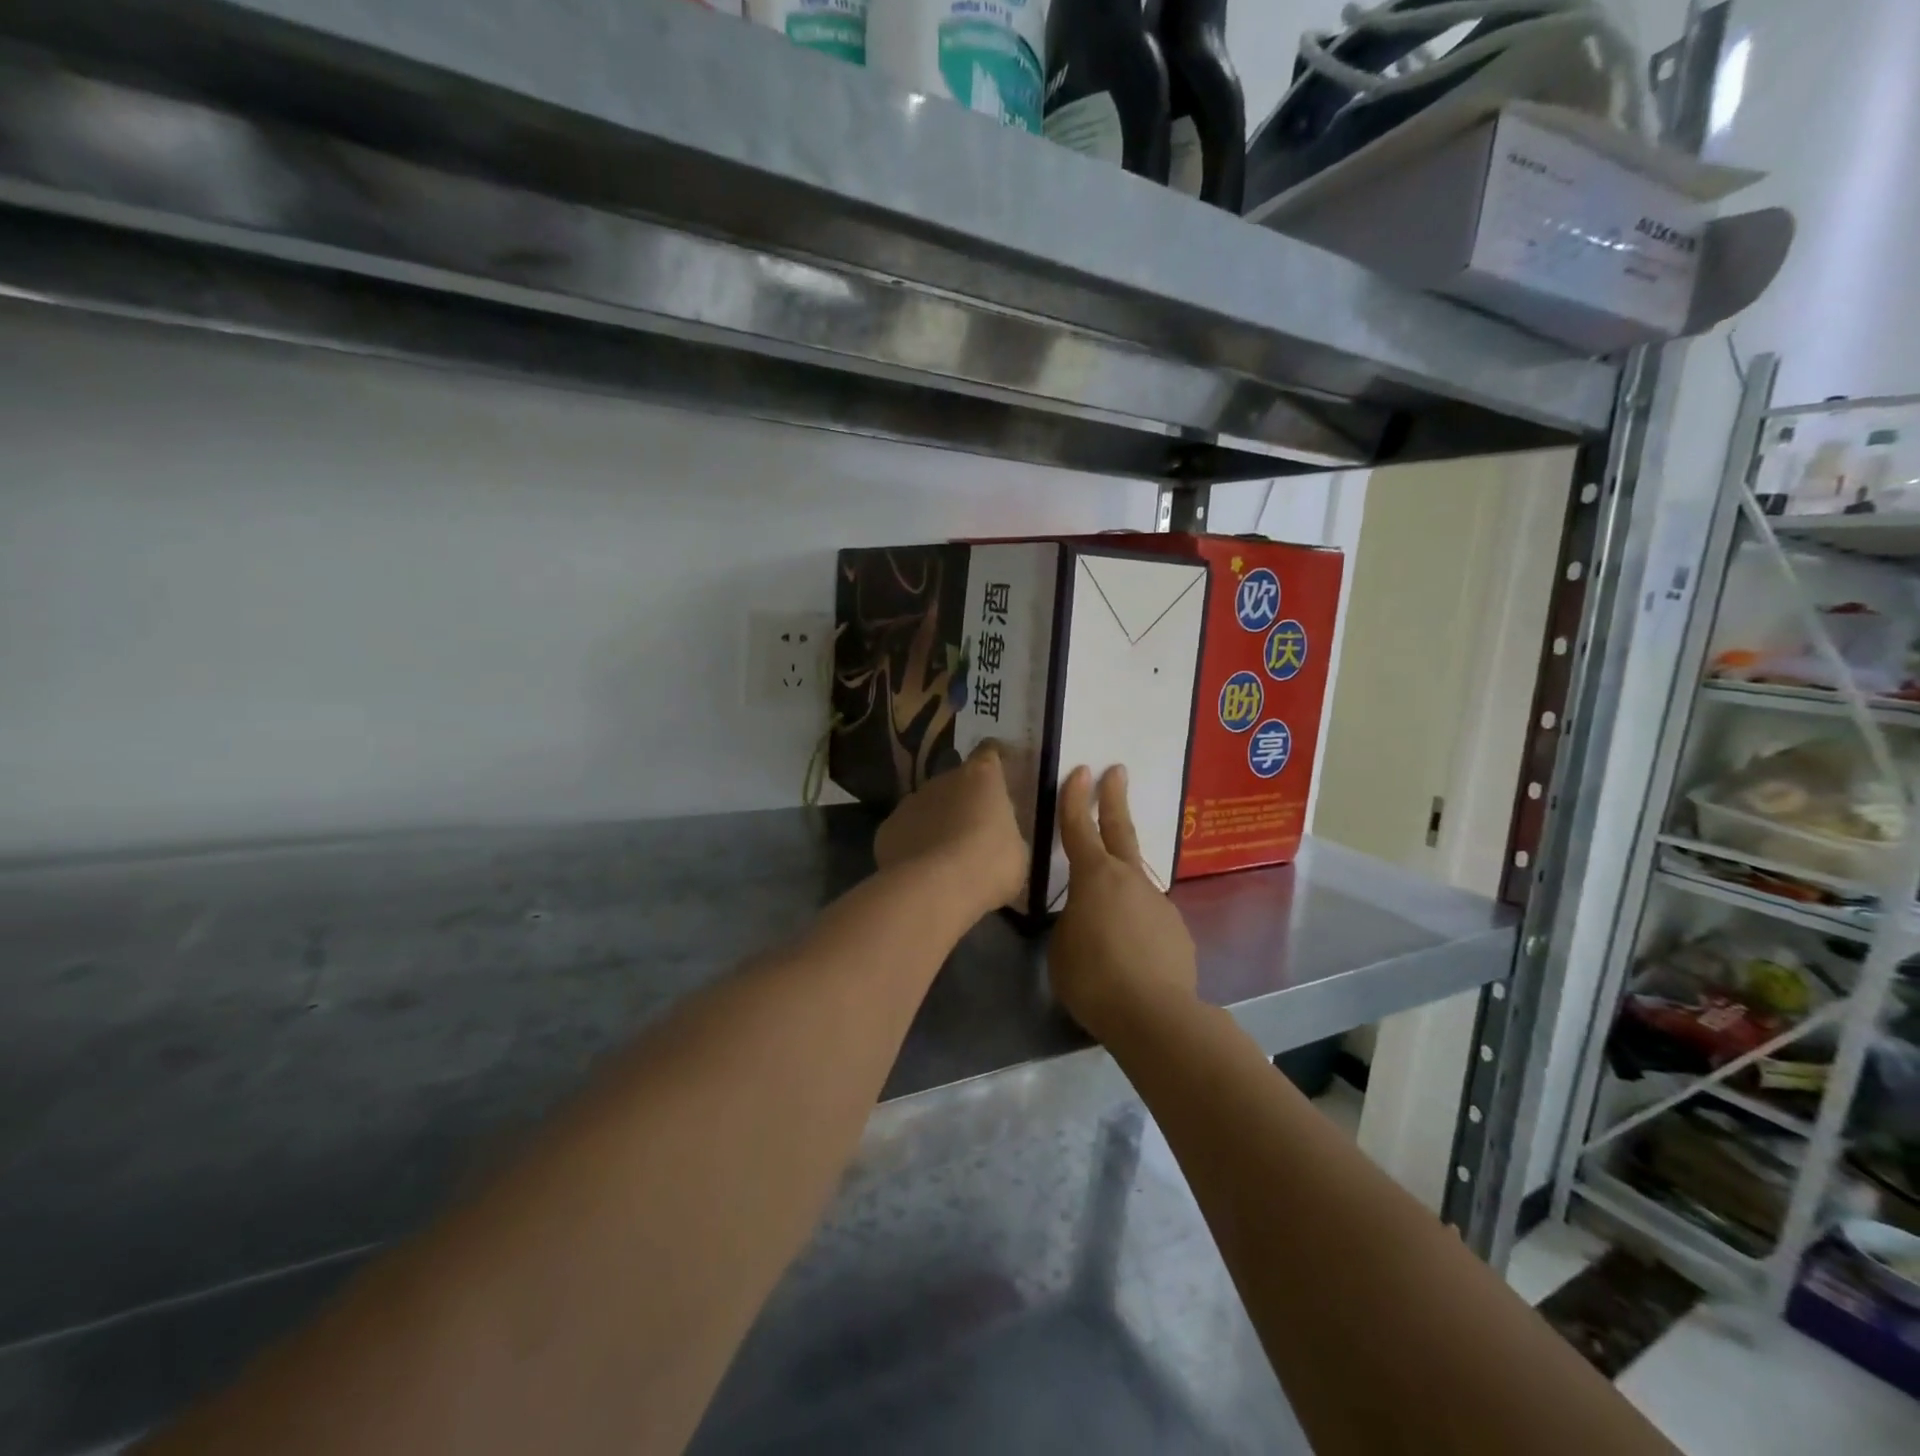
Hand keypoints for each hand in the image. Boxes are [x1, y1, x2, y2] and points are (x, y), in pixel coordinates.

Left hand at [874, 742, 1028, 918]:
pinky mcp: (887, 829)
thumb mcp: (1016, 851)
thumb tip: (996, 836)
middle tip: (975, 832)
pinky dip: (913, 844)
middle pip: (955, 783)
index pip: (988, 753)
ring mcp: (910, 802)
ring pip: (927, 807)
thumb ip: (1004, 833)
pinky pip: (906, 832)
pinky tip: (921, 870)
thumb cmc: (989, 865)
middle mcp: (943, 780)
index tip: (999, 771)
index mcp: (981, 777)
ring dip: (936, 823)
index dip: (994, 760)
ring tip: (946, 856)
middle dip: (964, 802)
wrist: (934, 889)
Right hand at [1049, 765, 1197, 1044]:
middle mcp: (1129, 879)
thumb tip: (1087, 917)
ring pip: (1134, 882)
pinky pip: (1148, 918)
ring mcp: (1158, 902)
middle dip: (1114, 799)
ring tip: (1106, 919)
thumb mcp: (1061, 946)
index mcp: (1094, 877)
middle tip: (1117, 771)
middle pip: (1119, 830)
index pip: (1078, 828)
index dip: (1075, 799)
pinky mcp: (1177, 929)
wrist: (1155, 1015)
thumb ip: (1072, 921)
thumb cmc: (1093, 978)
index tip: (1081, 770)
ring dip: (1121, 884)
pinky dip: (1136, 925)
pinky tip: (1130, 953)